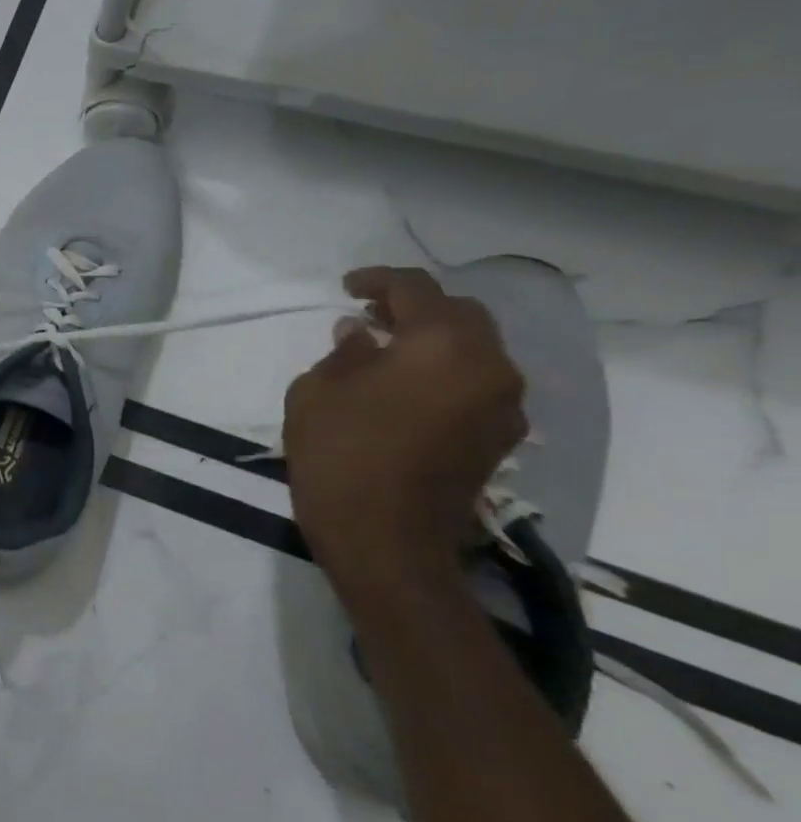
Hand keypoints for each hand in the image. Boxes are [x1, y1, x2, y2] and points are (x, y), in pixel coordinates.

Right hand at [284, 267, 525, 594]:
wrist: (385, 541)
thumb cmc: (339, 456)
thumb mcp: (317, 392)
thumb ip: (344, 352)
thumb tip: (363, 334)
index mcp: (442, 346)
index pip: (417, 289)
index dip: (378, 280)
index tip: (347, 287)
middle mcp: (489, 367)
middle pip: (460, 314)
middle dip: (415, 307)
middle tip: (369, 315)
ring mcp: (504, 405)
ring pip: (475, 350)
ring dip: (432, 340)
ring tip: (384, 351)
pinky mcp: (500, 438)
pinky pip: (476, 383)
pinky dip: (444, 371)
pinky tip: (404, 388)